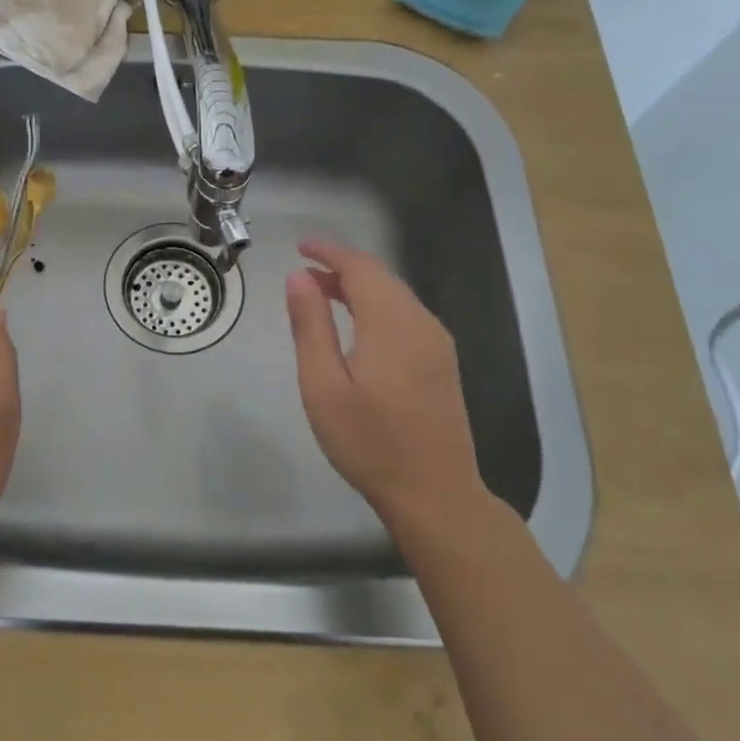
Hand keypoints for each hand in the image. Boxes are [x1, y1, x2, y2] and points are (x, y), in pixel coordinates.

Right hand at [285, 238, 487, 530]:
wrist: (435, 494)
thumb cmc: (369, 442)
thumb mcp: (323, 385)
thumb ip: (311, 326)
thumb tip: (298, 277)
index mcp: (392, 324)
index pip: (360, 268)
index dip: (328, 251)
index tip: (298, 246)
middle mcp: (421, 323)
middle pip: (380, 277)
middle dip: (341, 267)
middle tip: (302, 271)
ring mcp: (437, 343)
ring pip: (394, 295)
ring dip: (357, 287)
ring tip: (320, 293)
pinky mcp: (442, 361)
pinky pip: (405, 315)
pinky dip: (375, 305)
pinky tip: (354, 324)